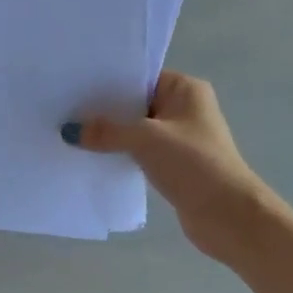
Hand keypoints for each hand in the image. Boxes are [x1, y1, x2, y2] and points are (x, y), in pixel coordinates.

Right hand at [64, 72, 262, 257]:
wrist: (228, 216)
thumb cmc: (193, 163)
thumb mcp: (144, 139)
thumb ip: (106, 131)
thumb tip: (69, 131)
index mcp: (185, 89)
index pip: (139, 76)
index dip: (108, 80)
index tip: (74, 83)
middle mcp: (184, 108)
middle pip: (135, 102)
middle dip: (104, 109)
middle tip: (64, 108)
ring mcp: (179, 137)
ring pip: (134, 128)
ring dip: (110, 134)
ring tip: (72, 132)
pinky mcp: (173, 164)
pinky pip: (138, 151)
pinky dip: (119, 152)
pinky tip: (91, 155)